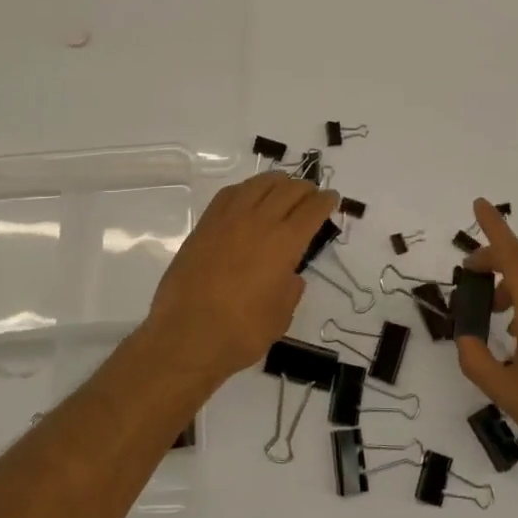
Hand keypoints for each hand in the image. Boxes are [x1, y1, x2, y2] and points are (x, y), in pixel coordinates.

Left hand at [143, 173, 336, 385]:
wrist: (186, 335)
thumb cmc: (241, 332)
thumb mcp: (281, 316)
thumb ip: (290, 289)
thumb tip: (289, 275)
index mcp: (284, 243)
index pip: (312, 210)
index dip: (325, 201)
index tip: (332, 198)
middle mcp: (259, 222)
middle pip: (288, 190)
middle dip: (305, 188)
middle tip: (312, 193)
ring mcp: (228, 219)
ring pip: (258, 184)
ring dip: (277, 182)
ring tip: (284, 186)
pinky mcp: (205, 225)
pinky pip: (230, 194)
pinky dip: (246, 189)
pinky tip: (249, 195)